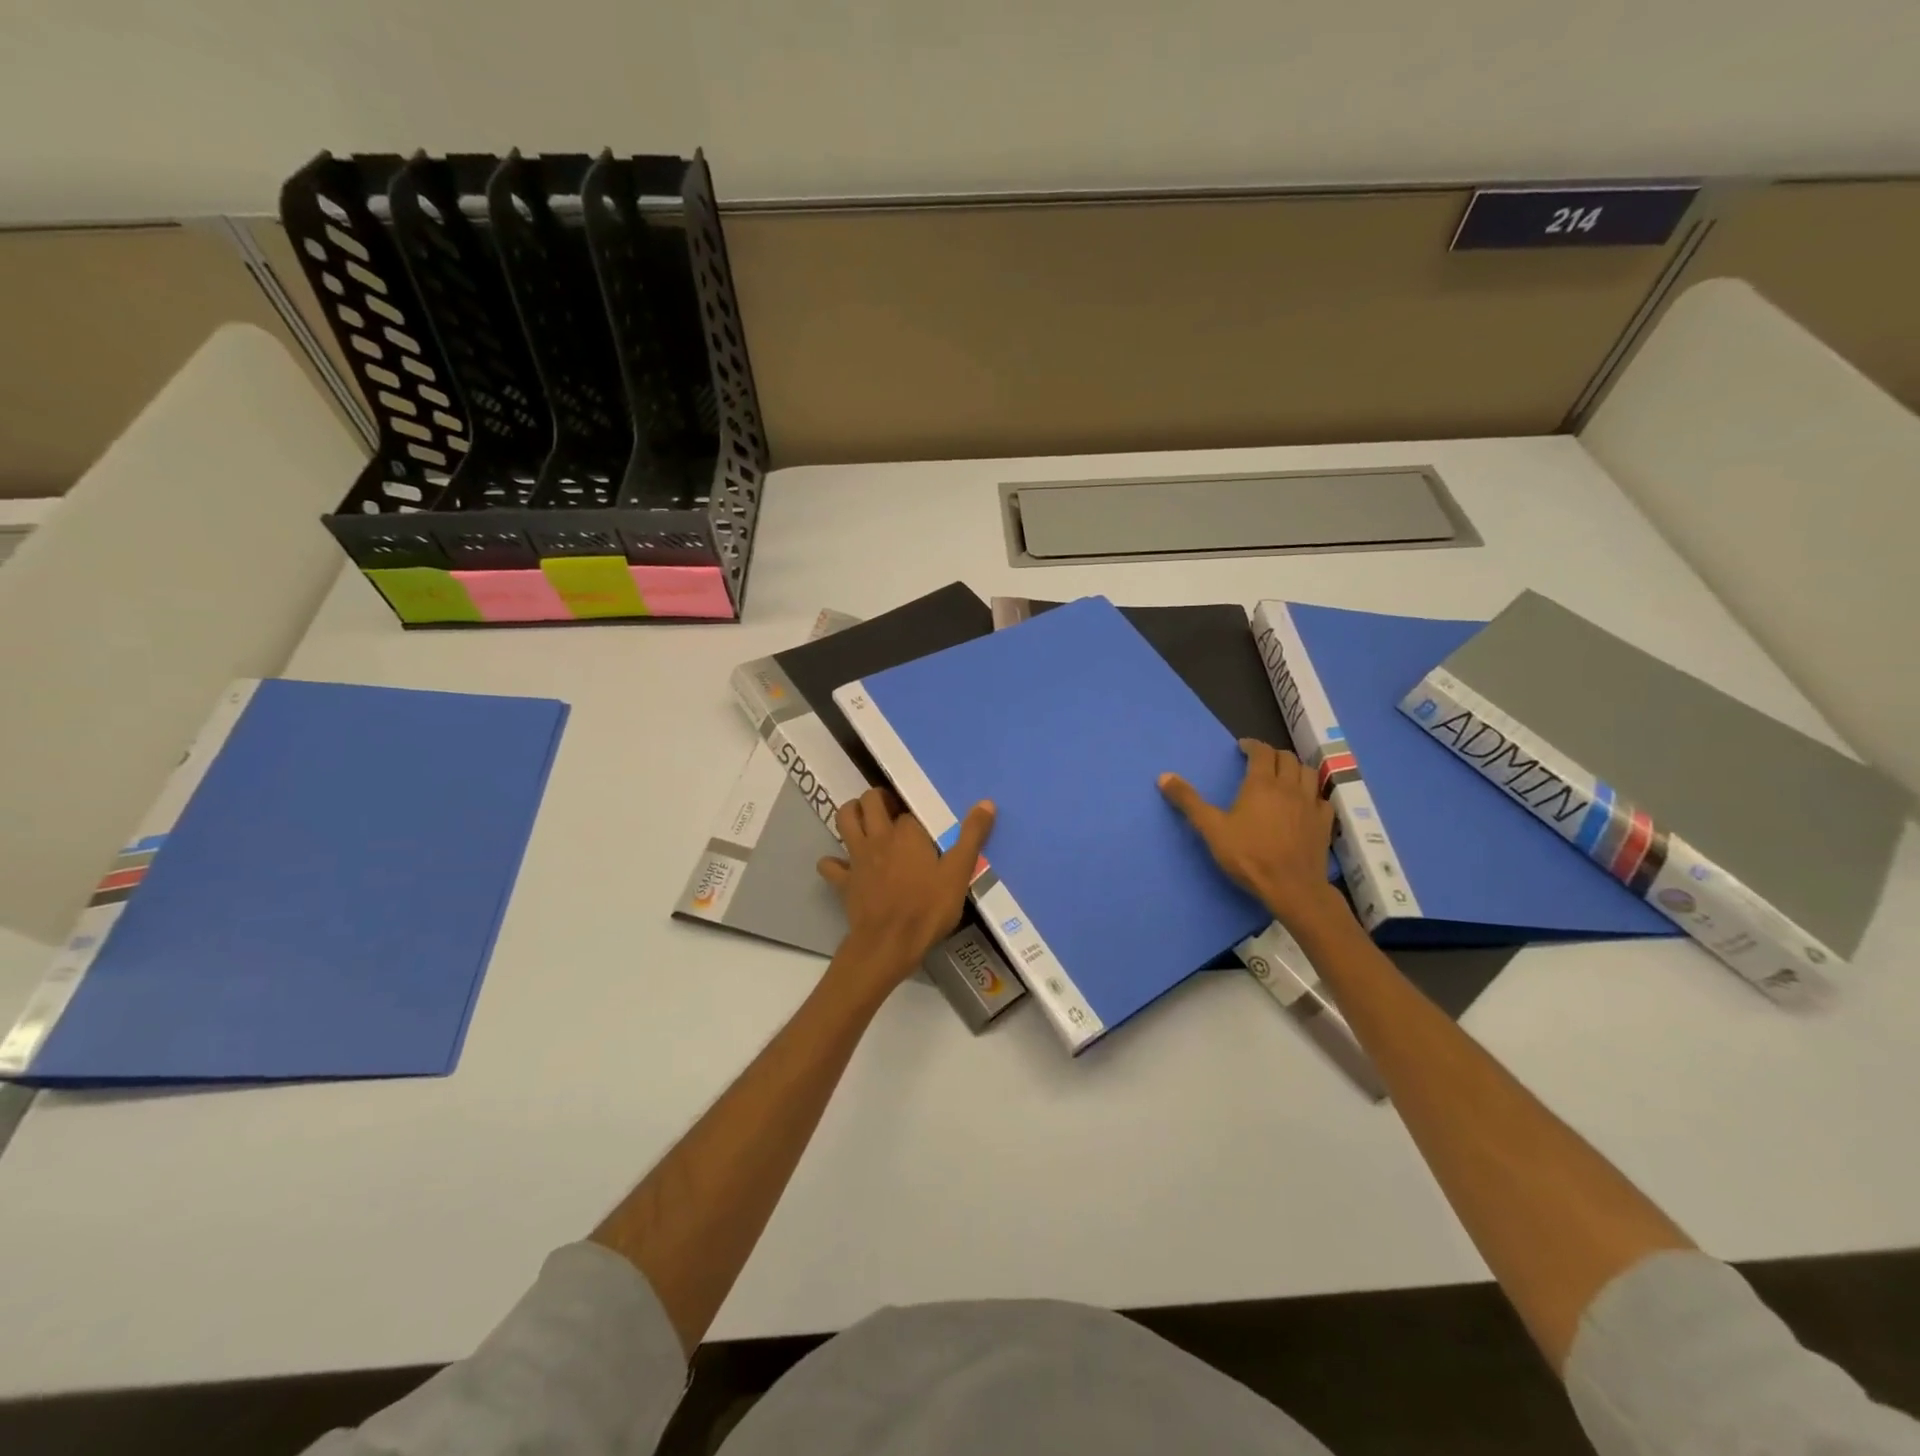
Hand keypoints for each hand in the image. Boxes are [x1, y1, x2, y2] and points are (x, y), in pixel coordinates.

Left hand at [817, 788, 995, 999]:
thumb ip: (971, 836)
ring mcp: (857, 857)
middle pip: (869, 801)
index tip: (924, 824)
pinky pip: (829, 865)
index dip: (914, 814)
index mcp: (907, 832)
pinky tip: (843, 866)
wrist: (890, 943)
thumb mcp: (959, 872)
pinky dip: (833, 862)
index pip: (908, 809)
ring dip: (851, 813)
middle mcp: (878, 836)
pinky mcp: (843, 881)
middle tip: (891, 809)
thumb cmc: (928, 907)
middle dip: (877, 799)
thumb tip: (986, 802)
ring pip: (844, 819)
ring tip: (865, 821)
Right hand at [1159, 740, 1344, 931]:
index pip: (1261, 752)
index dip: (1252, 745)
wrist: (1292, 887)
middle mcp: (1289, 787)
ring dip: (1295, 768)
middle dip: (1272, 754)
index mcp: (1261, 784)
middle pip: (1287, 758)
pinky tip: (1305, 802)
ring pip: (1308, 773)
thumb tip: (1164, 776)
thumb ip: (1188, 801)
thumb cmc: (1248, 855)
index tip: (1243, 747)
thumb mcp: (1211, 828)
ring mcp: (1311, 804)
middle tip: (1260, 761)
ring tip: (1284, 775)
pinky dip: (1312, 793)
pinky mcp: (1324, 822)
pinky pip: (1321, 797)